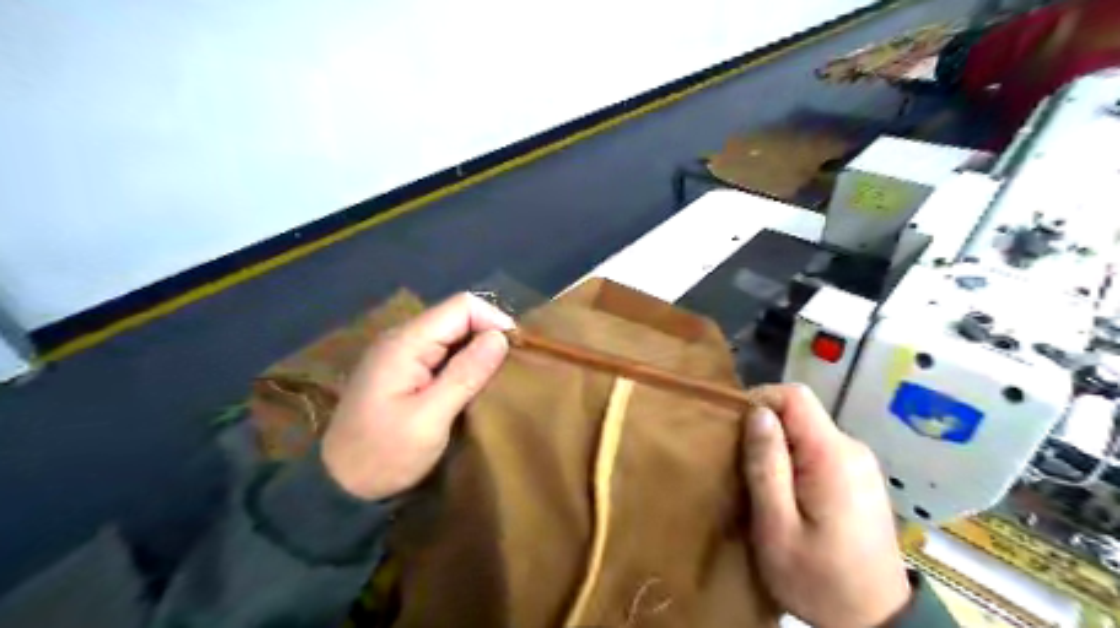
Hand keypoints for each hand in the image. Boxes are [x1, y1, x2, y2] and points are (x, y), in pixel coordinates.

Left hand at [323, 292, 511, 499]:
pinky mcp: (403, 370)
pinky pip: (441, 351)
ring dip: (477, 348)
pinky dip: (464, 360)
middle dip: (488, 333)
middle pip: (456, 316)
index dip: (493, 319)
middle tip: (511, 365)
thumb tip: (500, 337)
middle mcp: (402, 338)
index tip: (515, 349)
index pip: (460, 307)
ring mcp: (400, 353)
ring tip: (499, 374)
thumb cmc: (385, 454)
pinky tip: (475, 381)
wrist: (340, 487)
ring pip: (451, 333)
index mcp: (405, 343)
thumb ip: (465, 374)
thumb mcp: (430, 418)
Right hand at [741, 383, 907, 627]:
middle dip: (765, 430)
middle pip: (799, 412)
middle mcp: (851, 448)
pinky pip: (818, 449)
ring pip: (806, 431)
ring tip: (760, 483)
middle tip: (741, 467)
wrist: (875, 623)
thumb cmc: (818, 579)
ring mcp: (859, 463)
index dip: (760, 401)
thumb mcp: (777, 526)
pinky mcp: (859, 477)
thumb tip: (757, 413)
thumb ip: (766, 465)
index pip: (794, 395)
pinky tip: (786, 493)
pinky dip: (794, 460)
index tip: (735, 431)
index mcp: (832, 455)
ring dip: (778, 447)